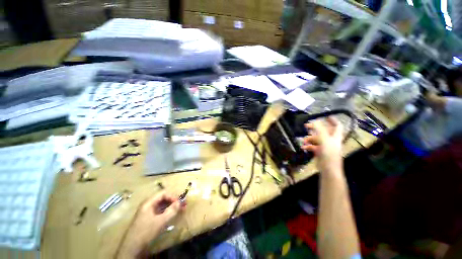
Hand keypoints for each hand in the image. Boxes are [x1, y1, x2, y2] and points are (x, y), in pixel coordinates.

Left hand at [116, 191, 184, 258]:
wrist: (132, 248)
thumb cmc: (145, 232)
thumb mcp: (160, 221)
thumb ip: (171, 211)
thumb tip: (181, 201)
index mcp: (149, 202)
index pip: (163, 193)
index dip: (172, 196)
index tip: (179, 203)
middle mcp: (148, 204)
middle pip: (163, 198)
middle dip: (173, 201)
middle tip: (183, 204)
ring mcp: (147, 211)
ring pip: (162, 205)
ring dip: (171, 206)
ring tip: (180, 209)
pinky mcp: (148, 218)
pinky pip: (160, 211)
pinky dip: (167, 211)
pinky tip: (172, 215)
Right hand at [302, 117, 343, 174]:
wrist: (328, 169)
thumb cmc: (329, 154)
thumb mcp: (324, 140)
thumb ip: (320, 130)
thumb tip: (315, 120)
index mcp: (335, 137)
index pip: (337, 126)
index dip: (333, 120)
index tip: (325, 116)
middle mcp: (331, 140)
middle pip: (323, 131)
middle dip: (315, 128)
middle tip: (306, 126)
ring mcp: (325, 146)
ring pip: (316, 139)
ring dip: (309, 138)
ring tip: (303, 140)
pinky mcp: (320, 152)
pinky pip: (313, 146)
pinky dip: (308, 146)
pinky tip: (303, 147)